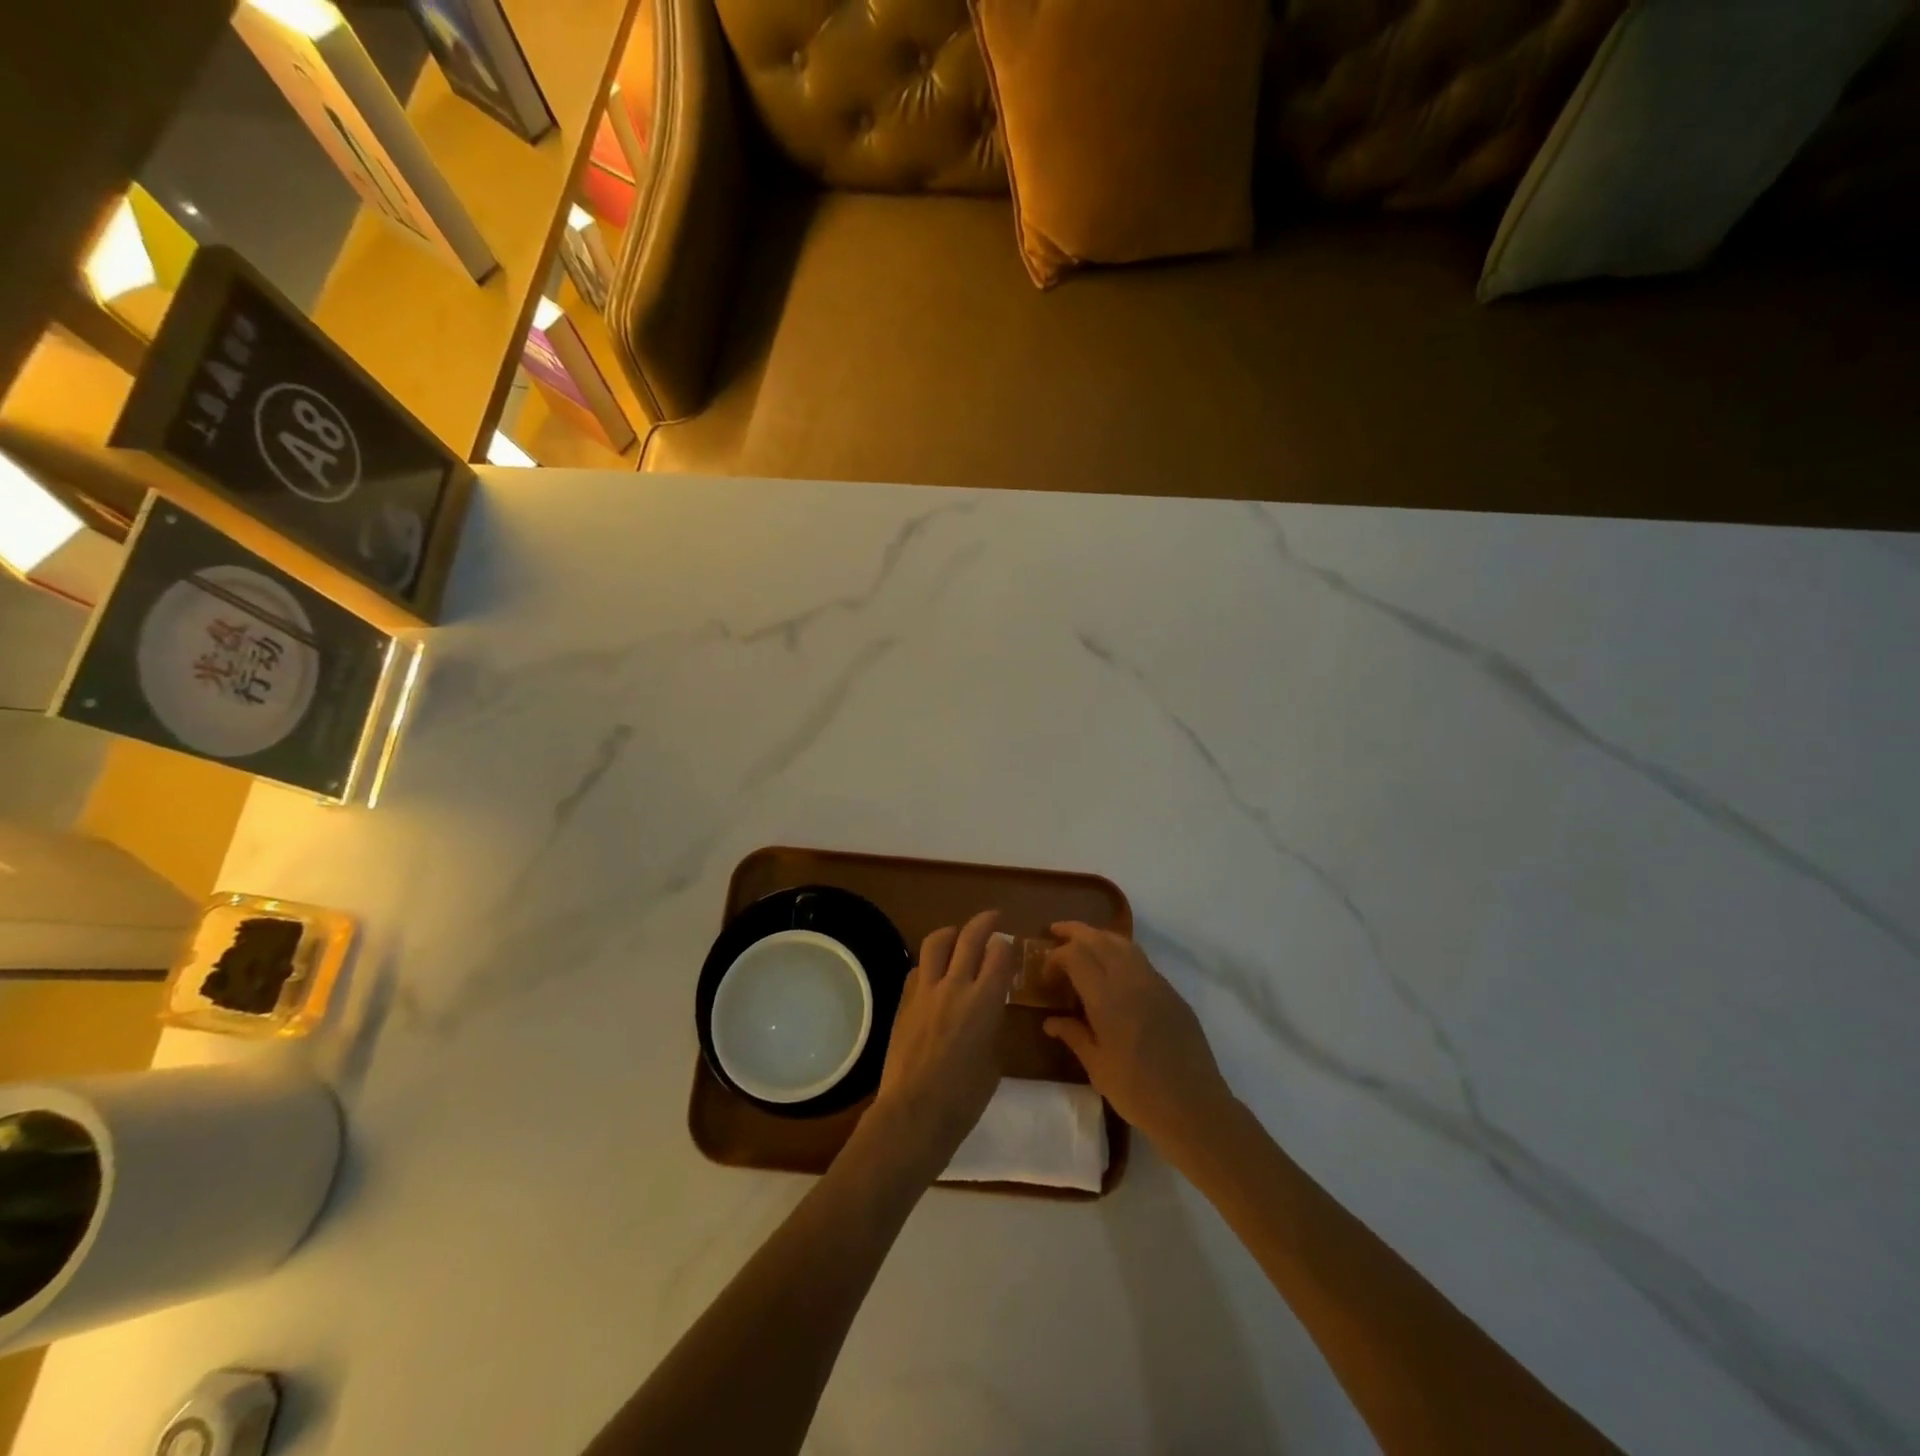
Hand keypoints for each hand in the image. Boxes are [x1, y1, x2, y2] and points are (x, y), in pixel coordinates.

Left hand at [869, 910, 1015, 1177]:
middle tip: (993, 919)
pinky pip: (918, 968)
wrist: (915, 1112)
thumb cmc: (965, 1096)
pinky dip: (930, 964)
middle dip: (985, 922)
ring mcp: (925, 990)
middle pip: (970, 936)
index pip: (999, 953)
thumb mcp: (994, 1058)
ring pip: (937, 941)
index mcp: (984, 1000)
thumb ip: (993, 1022)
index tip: (1010, 947)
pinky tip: (935, 975)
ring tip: (958, 936)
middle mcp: (954, 985)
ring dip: (952, 933)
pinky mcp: (904, 1000)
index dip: (1007, 945)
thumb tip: (990, 1005)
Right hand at [1041, 922, 1234, 1151]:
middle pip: (1099, 939)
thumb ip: (1073, 1036)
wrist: (1193, 1106)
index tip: (1046, 976)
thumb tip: (1050, 1021)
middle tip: (1055, 931)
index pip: (1075, 956)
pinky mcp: (1171, 992)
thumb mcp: (1097, 1067)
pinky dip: (1120, 951)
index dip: (1056, 957)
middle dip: (1075, 931)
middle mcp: (1130, 980)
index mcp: (1107, 998)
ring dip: (1099, 936)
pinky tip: (1113, 967)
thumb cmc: (1138, 1091)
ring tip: (1083, 942)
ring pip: (1123, 943)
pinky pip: (1141, 959)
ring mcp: (1155, 983)